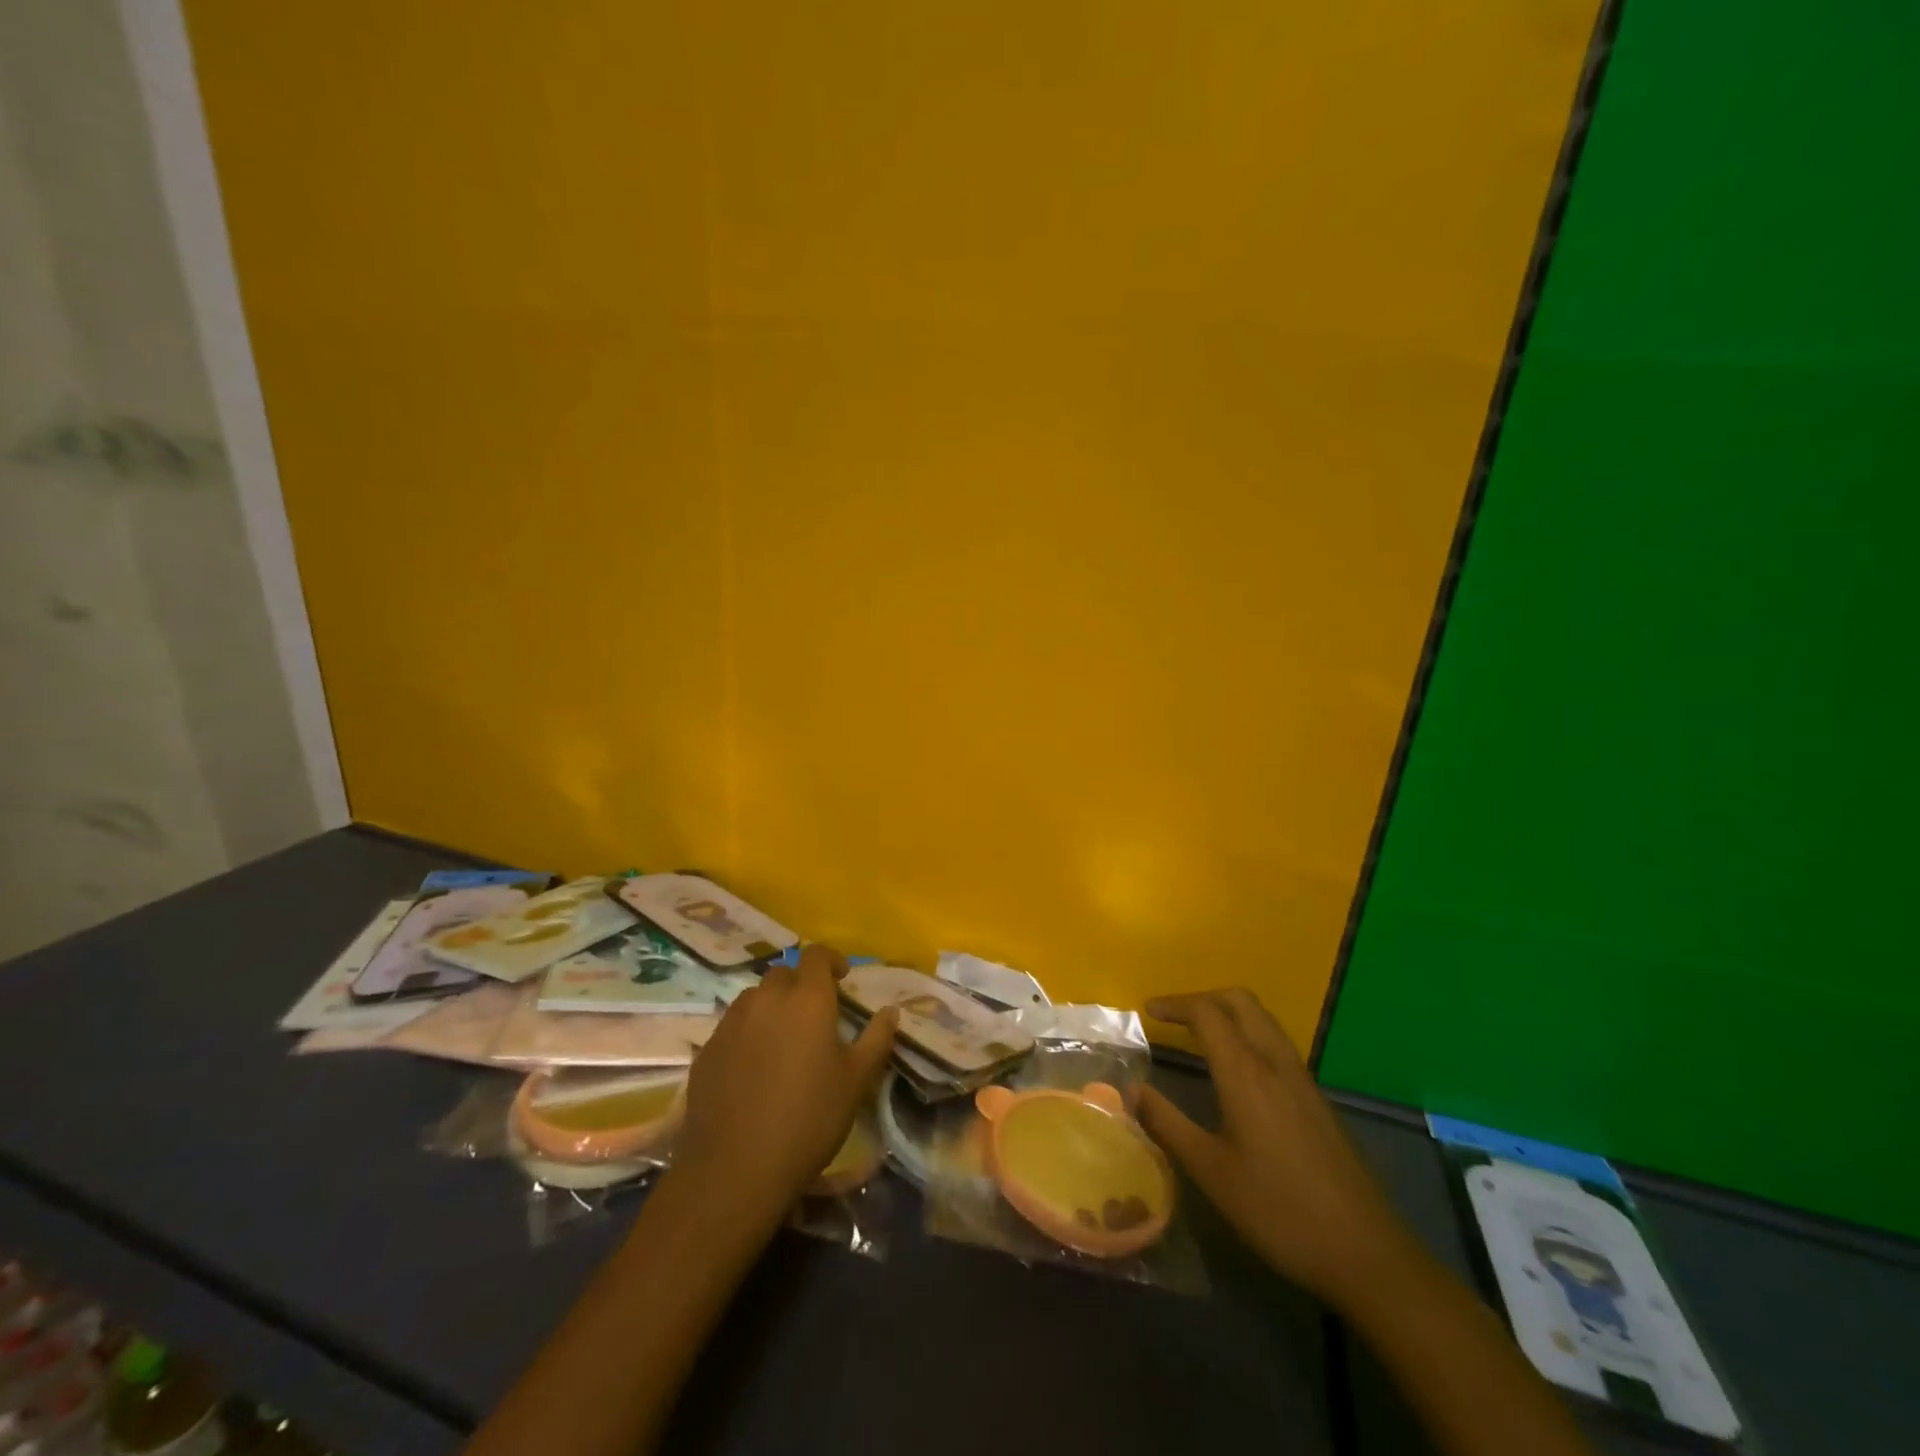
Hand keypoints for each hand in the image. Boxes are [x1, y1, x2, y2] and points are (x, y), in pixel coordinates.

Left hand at [674, 944, 895, 1219]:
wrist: (734, 1170)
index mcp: (807, 999)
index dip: (831, 960)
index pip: (816, 954)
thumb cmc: (808, 1120)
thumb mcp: (855, 1082)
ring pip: (754, 998)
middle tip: (814, 1016)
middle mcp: (766, 999)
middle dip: (800, 984)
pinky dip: (747, 1033)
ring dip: (771, 1006)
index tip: (842, 979)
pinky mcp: (707, 1050)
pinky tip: (753, 1068)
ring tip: (782, 1040)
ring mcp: (731, 1023)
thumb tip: (891, 1010)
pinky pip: (732, 1026)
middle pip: (783, 973)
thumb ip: (876, 1039)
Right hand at [1137, 988, 1410, 1302]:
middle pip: (1240, 1001)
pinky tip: (1238, 1074)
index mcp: (1246, 1073)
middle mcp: (1276, 1063)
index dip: (1174, 1004)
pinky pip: (1277, 1044)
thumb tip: (1132, 1089)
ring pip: (1263, 1020)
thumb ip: (1168, 1124)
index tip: (1146, 1012)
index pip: (1207, 1012)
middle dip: (1203, 998)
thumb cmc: (1279, 1211)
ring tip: (1199, 1038)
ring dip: (1228, 1014)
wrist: (1367, 1254)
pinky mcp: (1318, 1100)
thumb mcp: (1211, 1172)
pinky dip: (1249, 1036)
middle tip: (1173, 1018)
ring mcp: (1303, 1080)